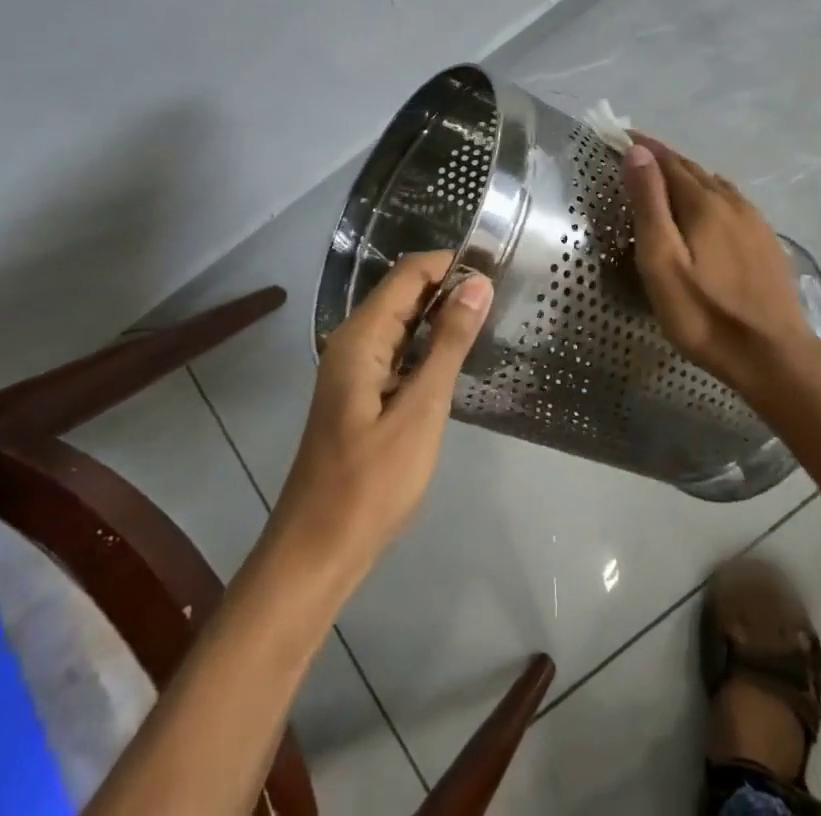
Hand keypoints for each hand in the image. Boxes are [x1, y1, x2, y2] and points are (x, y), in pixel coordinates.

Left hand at [268, 252, 490, 583]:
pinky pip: (398, 352)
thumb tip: (477, 283)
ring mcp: (354, 370)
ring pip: (402, 323)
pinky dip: (428, 347)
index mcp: (360, 338)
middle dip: (450, 289)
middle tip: (503, 299)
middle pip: (405, 293)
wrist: (316, 555)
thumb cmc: (370, 485)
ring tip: (490, 322)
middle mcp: (352, 342)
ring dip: (442, 318)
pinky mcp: (361, 395)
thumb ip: (449, 343)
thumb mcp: (421, 411)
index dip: (452, 265)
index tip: (498, 273)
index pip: (409, 273)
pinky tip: (458, 360)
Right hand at [622, 135, 820, 399]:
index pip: (668, 161)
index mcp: (703, 203)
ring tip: (666, 179)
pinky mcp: (766, 240)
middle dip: (663, 158)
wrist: (774, 356)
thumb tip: (638, 152)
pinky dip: (710, 193)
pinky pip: (732, 201)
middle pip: (692, 169)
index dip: (644, 147)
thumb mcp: (662, 262)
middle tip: (637, 154)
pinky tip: (709, 207)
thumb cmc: (705, 315)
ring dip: (688, 175)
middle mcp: (731, 201)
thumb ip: (649, 205)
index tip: (620, 135)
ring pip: (715, 184)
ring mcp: (754, 220)